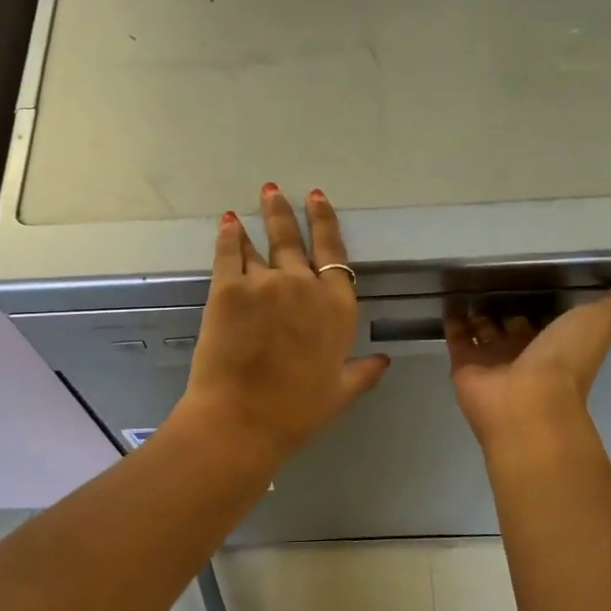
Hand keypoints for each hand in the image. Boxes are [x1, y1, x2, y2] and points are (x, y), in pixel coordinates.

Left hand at [176, 184, 390, 464]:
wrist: (242, 420)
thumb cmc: (296, 412)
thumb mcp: (340, 393)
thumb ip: (363, 372)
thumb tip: (384, 360)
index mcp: (337, 308)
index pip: (334, 253)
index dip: (325, 223)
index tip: (318, 199)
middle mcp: (304, 285)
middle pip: (295, 239)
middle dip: (285, 212)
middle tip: (274, 190)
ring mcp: (265, 283)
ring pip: (260, 244)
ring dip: (257, 221)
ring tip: (253, 200)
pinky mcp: (228, 288)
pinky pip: (228, 253)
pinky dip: (227, 236)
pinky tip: (226, 223)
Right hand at [446, 285, 610, 449]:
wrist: (526, 402)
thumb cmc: (564, 361)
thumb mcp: (598, 322)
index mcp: (557, 344)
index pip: (549, 320)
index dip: (544, 304)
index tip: (535, 280)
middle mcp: (526, 353)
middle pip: (514, 327)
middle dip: (507, 309)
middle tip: (494, 283)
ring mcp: (493, 361)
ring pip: (484, 332)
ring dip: (479, 314)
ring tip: (468, 287)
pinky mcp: (464, 364)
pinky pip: (457, 337)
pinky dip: (453, 320)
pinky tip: (448, 299)